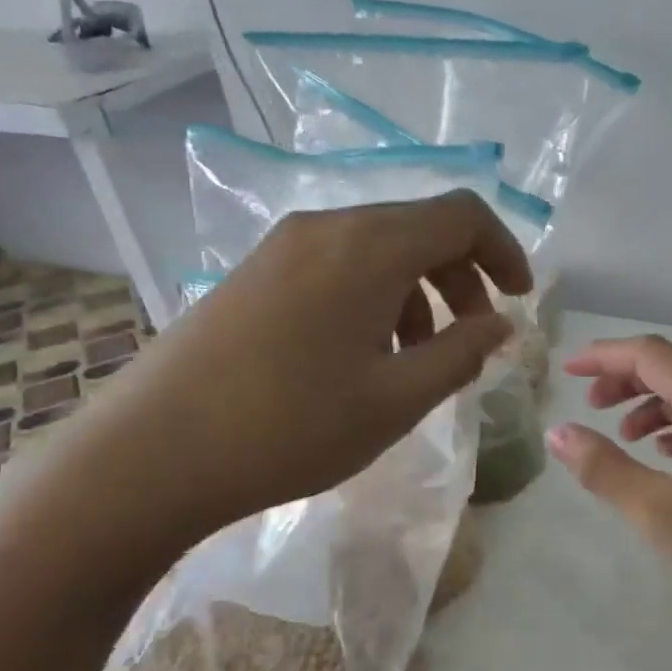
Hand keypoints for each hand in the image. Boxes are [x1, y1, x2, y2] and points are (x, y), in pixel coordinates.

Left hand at [58, 190, 531, 551]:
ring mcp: (283, 246)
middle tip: (470, 338)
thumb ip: (462, 353)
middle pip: (420, 228)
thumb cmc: (291, 427)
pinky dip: (373, 296)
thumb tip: (499, 324)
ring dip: (416, 292)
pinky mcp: (255, 272)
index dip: (504, 252)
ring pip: (377, 248)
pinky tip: (360, 356)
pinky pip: (336, 265)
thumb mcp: (396, 399)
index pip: (462, 216)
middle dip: (461, 277)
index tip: (518, 301)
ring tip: (415, 359)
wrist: (153, 454)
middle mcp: (327, 227)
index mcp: (370, 246)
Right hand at [548, 335, 671, 639]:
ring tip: (626, 435)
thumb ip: (605, 469)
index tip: (568, 373)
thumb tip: (559, 433)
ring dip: (659, 398)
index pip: (652, 354)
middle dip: (630, 375)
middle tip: (593, 406)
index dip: (605, 357)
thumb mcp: (662, 515)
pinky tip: (671, 455)